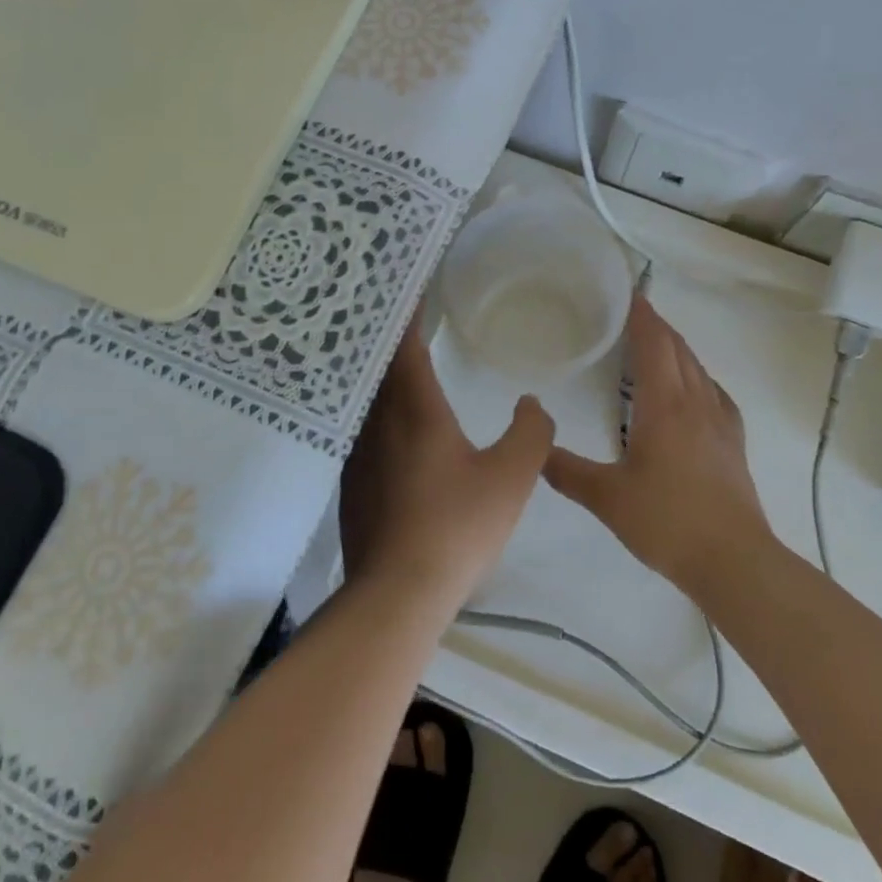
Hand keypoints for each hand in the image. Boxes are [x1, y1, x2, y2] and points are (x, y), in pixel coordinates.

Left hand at [340, 323, 553, 607]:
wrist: (398, 593)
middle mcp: (378, 422)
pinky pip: (361, 430)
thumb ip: (530, 433)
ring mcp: (358, 454)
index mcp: (415, 410)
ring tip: (399, 363)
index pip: (405, 346)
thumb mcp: (512, 477)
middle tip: (406, 317)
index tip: (412, 289)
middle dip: (391, 338)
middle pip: (379, 367)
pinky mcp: (351, 483)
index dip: (408, 315)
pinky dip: (374, 412)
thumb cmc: (457, 526)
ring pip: (367, 400)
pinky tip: (390, 427)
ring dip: (380, 376)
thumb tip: (530, 404)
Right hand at [544, 295, 773, 595]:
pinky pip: (715, 392)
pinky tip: (694, 389)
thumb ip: (567, 472)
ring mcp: (720, 421)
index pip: (654, 344)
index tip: (629, 293)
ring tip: (656, 344)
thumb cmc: (667, 522)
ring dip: (677, 348)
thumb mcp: (607, 498)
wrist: (734, 560)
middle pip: (678, 349)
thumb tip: (535, 448)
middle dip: (657, 326)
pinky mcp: (734, 441)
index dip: (642, 315)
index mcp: (664, 405)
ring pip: (698, 368)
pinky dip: (699, 376)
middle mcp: (695, 402)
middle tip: (632, 313)